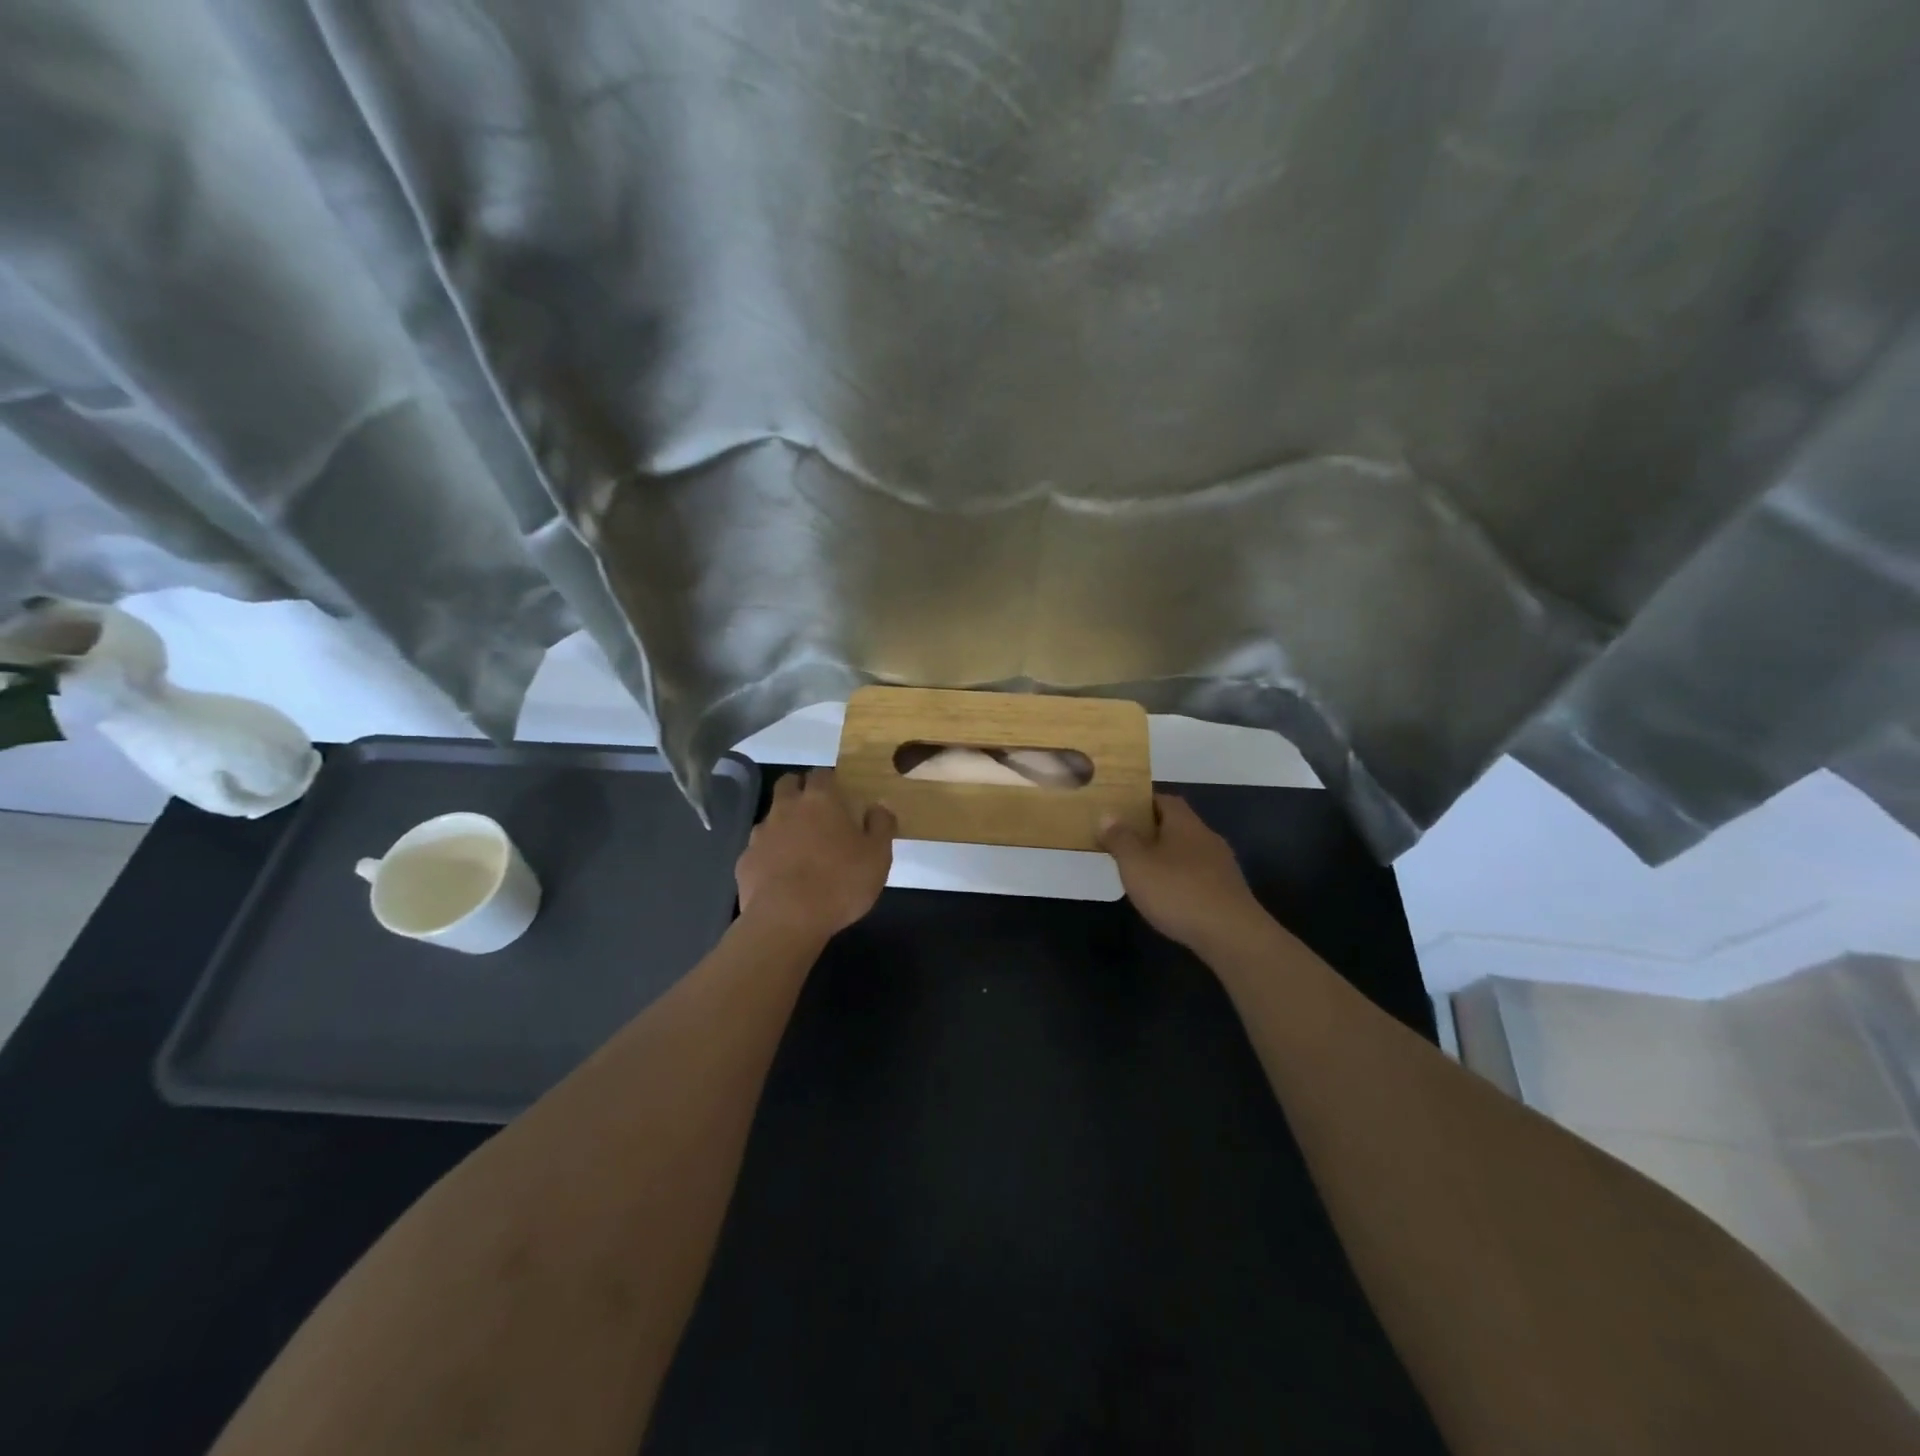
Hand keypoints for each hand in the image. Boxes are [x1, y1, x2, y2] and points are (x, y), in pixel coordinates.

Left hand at [735, 769, 894, 937]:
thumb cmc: (840, 883)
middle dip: (800, 789)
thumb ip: (881, 826)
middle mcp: (786, 808)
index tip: (841, 796)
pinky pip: (759, 848)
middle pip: (788, 783)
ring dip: (783, 823)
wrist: (786, 920)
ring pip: (771, 815)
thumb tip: (878, 808)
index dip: (831, 782)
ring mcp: (761, 834)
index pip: (822, 774)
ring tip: (799, 847)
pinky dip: (769, 854)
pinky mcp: (745, 860)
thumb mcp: (878, 856)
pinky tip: (781, 875)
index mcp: (821, 800)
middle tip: (817, 812)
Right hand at [1100, 795, 1266, 951]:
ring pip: (1189, 852)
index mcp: (1185, 823)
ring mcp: (1222, 865)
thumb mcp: (1136, 863)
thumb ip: (1120, 838)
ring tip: (1143, 872)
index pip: (1164, 800)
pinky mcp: (1229, 892)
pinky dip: (1182, 880)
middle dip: (1153, 832)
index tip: (1121, 813)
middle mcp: (1207, 837)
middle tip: (1126, 843)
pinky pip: (1199, 876)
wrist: (1232, 935)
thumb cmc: (1177, 891)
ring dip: (1168, 858)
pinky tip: (1169, 898)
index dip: (1142, 803)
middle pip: (1178, 825)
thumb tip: (1108, 815)